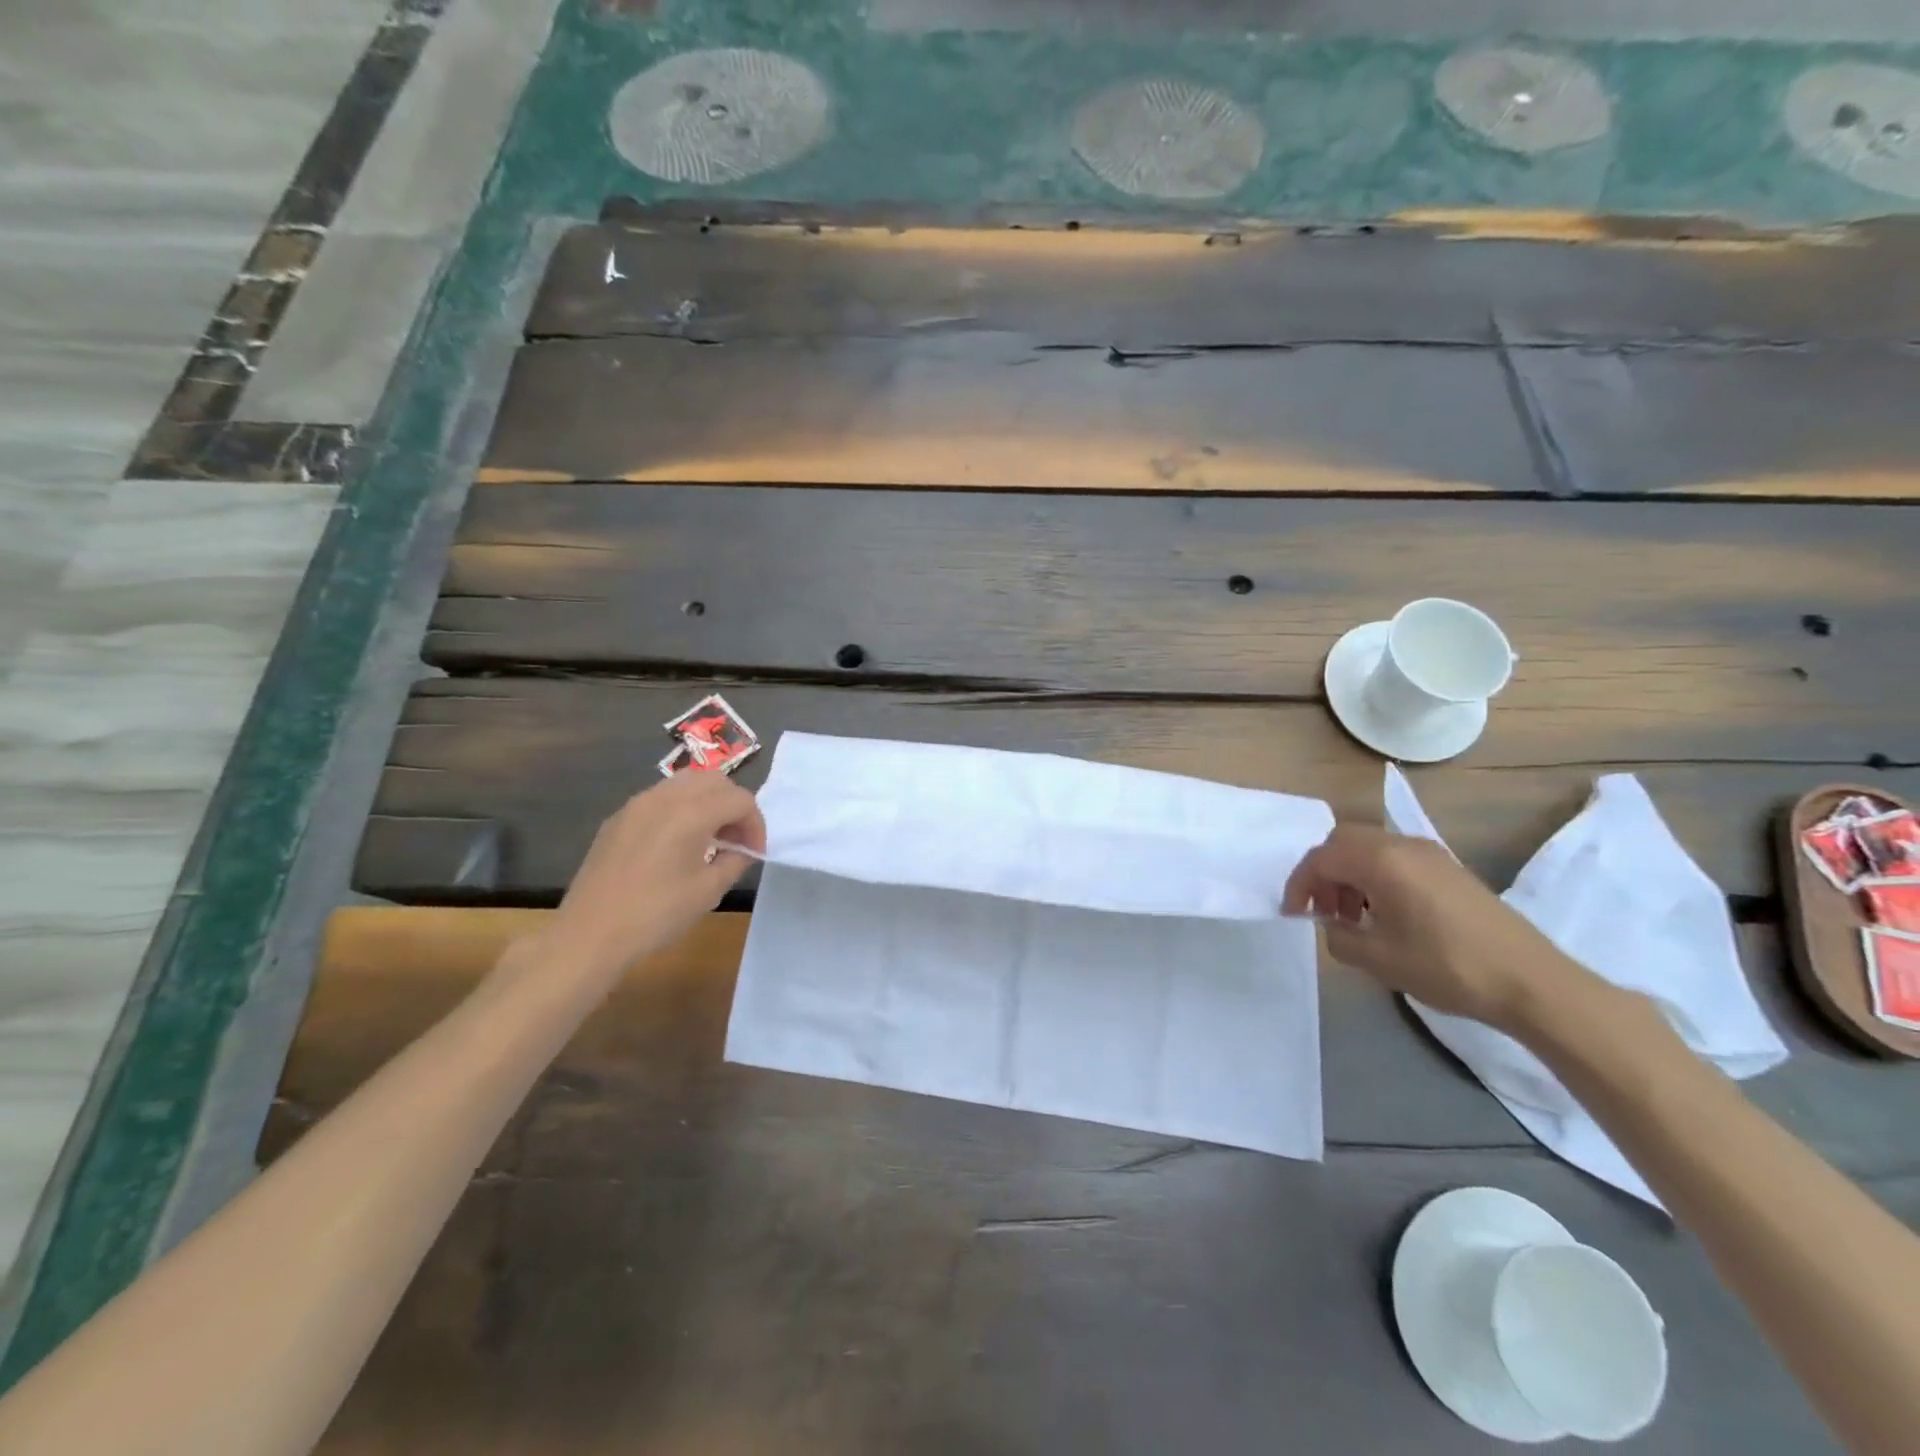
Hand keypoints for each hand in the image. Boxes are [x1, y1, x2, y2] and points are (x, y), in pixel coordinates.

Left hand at [538, 770, 766, 985]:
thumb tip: (741, 849)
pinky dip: (681, 809)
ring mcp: (637, 804)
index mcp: (691, 812)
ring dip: (708, 802)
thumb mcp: (709, 890)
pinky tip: (678, 844)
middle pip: (715, 780)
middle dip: (734, 805)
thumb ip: (735, 860)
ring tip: (711, 837)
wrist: (590, 934)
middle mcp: (665, 797)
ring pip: (686, 783)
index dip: (756, 824)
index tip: (755, 852)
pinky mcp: (619, 818)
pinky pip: (661, 798)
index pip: (740, 800)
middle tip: (738, 839)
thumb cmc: (656, 914)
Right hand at [1282, 824, 1589, 1031]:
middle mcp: (1403, 845)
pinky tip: (1386, 915)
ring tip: (1353, 918)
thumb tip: (1332, 926)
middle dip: (1323, 873)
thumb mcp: (1378, 959)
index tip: (1295, 915)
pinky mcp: (1449, 869)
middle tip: (1322, 910)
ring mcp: (1430, 854)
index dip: (1300, 885)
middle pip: (1343, 842)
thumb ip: (1339, 937)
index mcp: (1381, 861)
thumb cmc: (1447, 966)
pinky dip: (1375, 877)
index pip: (1321, 858)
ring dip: (1349, 875)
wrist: (1532, 982)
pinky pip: (1395, 859)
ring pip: (1370, 848)